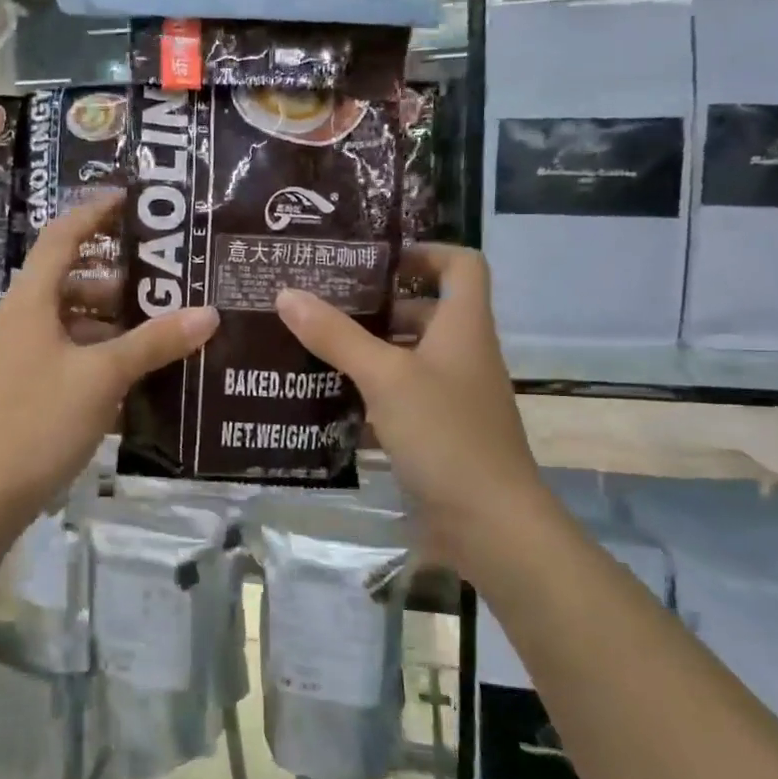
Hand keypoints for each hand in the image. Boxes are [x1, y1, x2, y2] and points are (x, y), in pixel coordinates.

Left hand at [0, 195, 218, 535]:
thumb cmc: (39, 422)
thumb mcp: (102, 378)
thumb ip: (154, 343)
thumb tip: (208, 313)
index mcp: (30, 302)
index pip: (61, 237)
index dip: (93, 212)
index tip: (130, 198)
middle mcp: (20, 319)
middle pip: (70, 279)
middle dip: (117, 276)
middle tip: (166, 277)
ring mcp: (20, 354)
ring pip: (71, 319)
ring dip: (112, 319)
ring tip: (161, 325)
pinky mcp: (25, 385)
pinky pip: (68, 351)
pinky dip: (99, 350)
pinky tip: (135, 369)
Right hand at [276, 245, 544, 560]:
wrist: (490, 526)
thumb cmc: (446, 434)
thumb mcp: (386, 377)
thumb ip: (336, 336)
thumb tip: (287, 294)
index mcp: (463, 327)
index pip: (461, 265)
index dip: (424, 252)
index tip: (373, 260)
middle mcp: (461, 355)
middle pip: (424, 312)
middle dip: (375, 306)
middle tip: (320, 303)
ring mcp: (450, 397)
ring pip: (406, 359)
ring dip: (364, 352)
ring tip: (310, 347)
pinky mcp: (436, 434)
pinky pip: (398, 401)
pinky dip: (366, 397)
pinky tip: (323, 402)